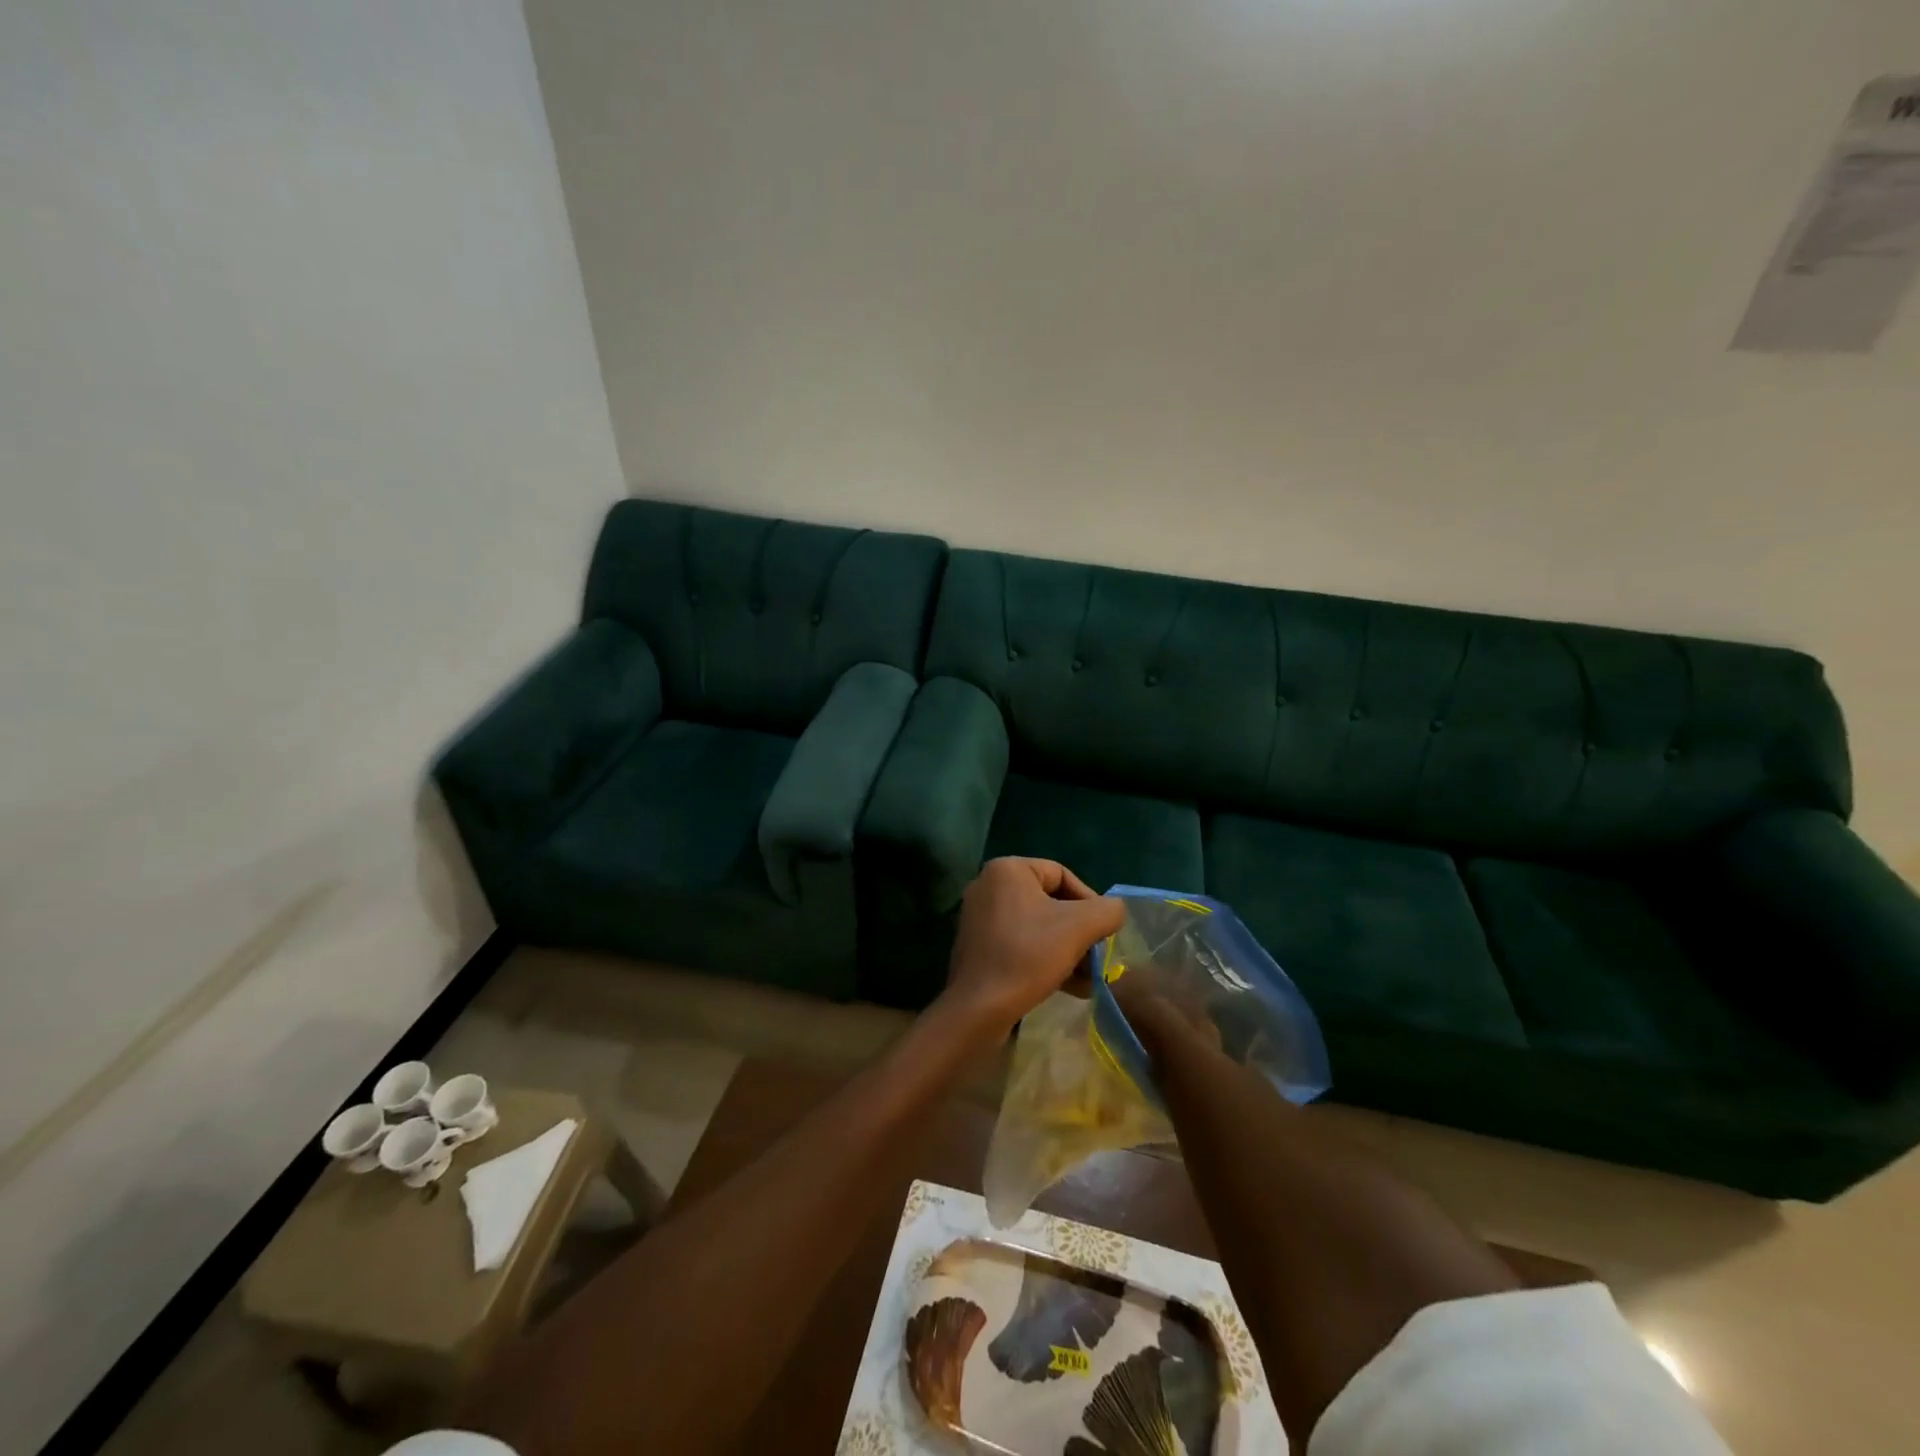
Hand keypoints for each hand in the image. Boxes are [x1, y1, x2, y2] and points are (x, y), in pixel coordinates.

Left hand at [940, 857, 1125, 1041]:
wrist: (978, 1007)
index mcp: (1008, 869)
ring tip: (1089, 980)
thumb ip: (1107, 911)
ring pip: (1038, 926)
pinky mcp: (978, 946)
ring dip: (1067, 950)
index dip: (1090, 902)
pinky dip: (1045, 959)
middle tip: (1097, 958)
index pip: (1063, 875)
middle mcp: (989, 885)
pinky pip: (1020, 943)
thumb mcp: (1079, 927)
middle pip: (1051, 902)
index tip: (1103, 933)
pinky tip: (1070, 987)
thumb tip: (1114, 911)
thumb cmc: (1028, 955)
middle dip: (1080, 932)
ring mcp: (980, 917)